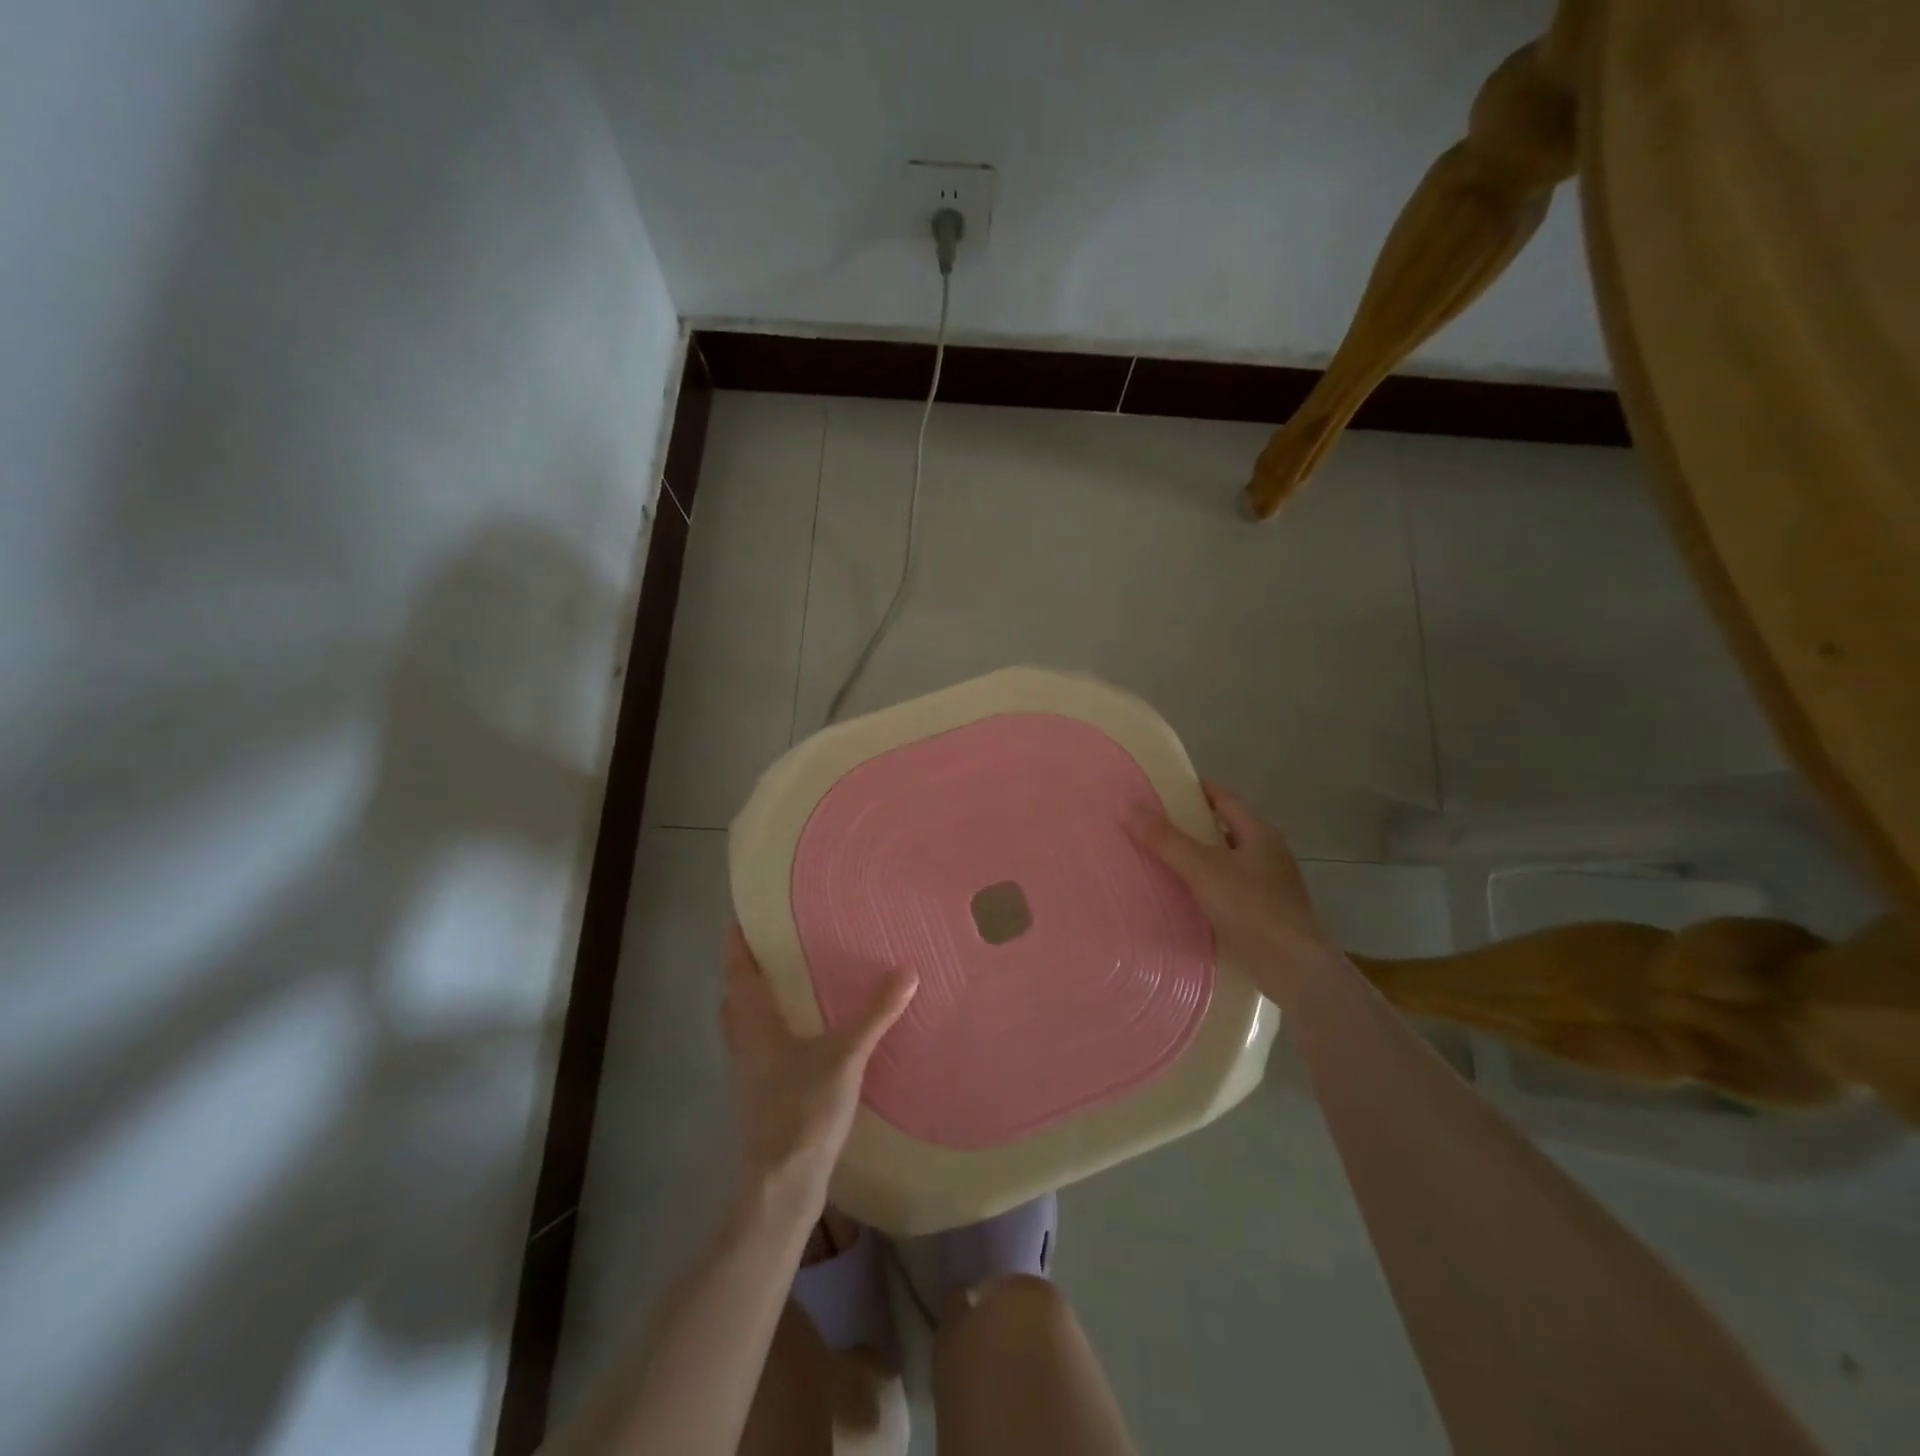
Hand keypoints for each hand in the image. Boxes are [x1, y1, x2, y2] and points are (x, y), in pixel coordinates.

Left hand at [720, 926, 916, 1213]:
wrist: (780, 1187)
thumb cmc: (801, 1111)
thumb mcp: (844, 1056)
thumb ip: (874, 1014)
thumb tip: (906, 970)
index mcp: (754, 1023)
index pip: (738, 969)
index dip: (739, 941)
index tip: (748, 913)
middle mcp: (745, 1042)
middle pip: (738, 995)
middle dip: (752, 968)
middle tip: (781, 943)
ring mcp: (751, 1071)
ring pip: (749, 1022)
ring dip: (764, 999)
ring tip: (798, 979)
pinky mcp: (765, 1093)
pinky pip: (765, 1045)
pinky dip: (778, 1028)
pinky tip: (811, 1032)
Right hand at [1128, 780, 1343, 1006]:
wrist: (1293, 967)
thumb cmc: (1250, 907)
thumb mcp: (1202, 869)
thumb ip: (1166, 840)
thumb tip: (1129, 809)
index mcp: (1259, 834)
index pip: (1225, 799)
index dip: (1198, 790)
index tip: (1168, 789)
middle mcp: (1270, 854)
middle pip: (1227, 830)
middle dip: (1195, 826)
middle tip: (1158, 826)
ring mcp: (1272, 886)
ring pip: (1229, 862)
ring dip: (1202, 859)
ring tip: (1167, 863)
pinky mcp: (1268, 915)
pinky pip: (1232, 890)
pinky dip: (1210, 887)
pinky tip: (1189, 900)